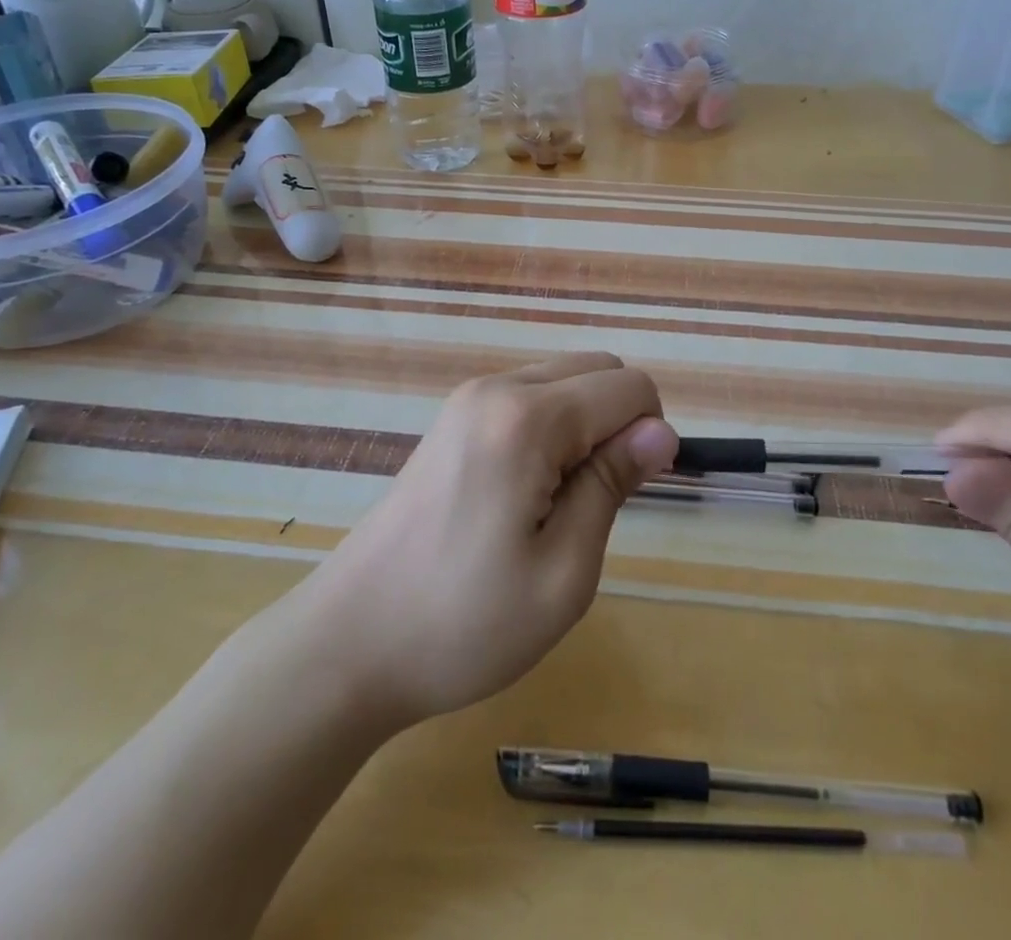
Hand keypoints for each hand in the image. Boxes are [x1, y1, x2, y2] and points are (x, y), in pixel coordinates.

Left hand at [290, 354, 676, 729]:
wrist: (349, 642)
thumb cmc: (464, 623)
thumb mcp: (563, 572)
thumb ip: (613, 484)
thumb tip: (661, 431)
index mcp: (527, 418)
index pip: (628, 387)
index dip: (650, 436)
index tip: (629, 495)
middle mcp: (497, 388)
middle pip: (596, 368)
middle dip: (619, 420)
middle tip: (595, 500)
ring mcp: (468, 399)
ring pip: (563, 378)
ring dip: (585, 424)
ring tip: (559, 502)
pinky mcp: (452, 419)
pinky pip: (528, 396)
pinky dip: (552, 427)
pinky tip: (526, 491)